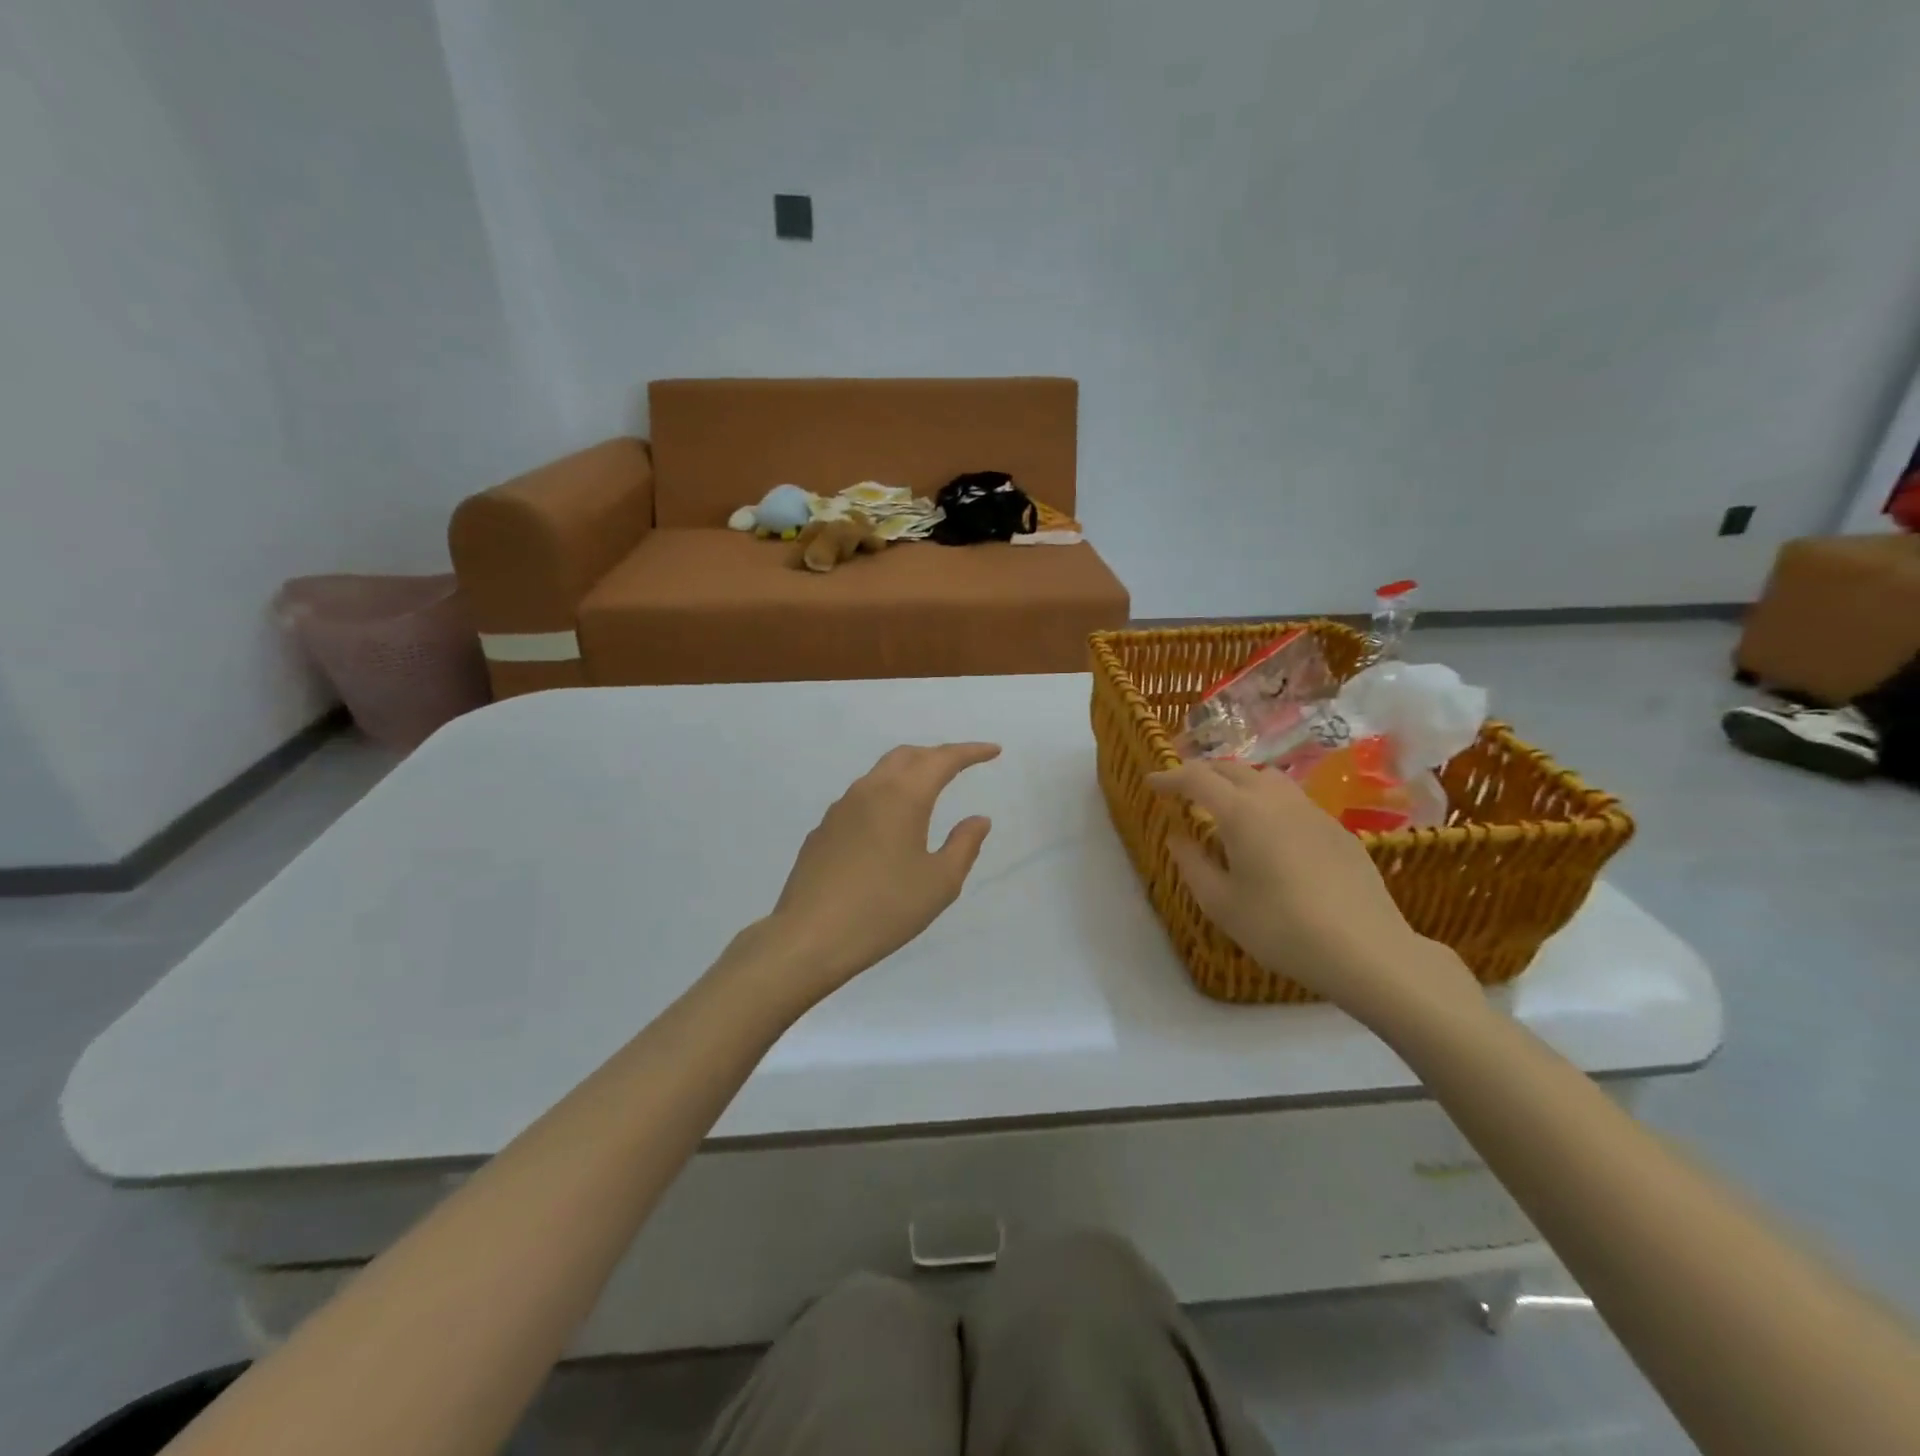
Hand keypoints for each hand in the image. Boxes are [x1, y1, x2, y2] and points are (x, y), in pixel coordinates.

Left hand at [743, 743, 1000, 1006]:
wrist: (809, 937)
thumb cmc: (884, 909)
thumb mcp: (939, 883)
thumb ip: (964, 845)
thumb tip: (978, 819)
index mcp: (903, 796)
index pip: (942, 760)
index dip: (970, 752)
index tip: (993, 750)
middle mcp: (869, 791)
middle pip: (907, 756)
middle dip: (937, 755)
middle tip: (960, 766)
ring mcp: (840, 809)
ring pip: (880, 774)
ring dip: (908, 773)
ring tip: (927, 791)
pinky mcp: (822, 830)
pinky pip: (860, 800)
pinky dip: (884, 798)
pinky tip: (888, 827)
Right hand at [1149, 761, 1476, 1022]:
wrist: (1366, 949)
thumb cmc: (1281, 927)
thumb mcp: (1221, 903)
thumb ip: (1192, 863)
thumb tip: (1177, 837)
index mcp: (1241, 813)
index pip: (1196, 778)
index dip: (1170, 777)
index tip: (1152, 784)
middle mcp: (1276, 800)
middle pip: (1233, 769)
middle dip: (1203, 774)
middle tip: (1183, 790)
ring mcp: (1312, 812)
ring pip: (1267, 779)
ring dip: (1238, 782)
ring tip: (1226, 804)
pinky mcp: (1338, 830)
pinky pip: (1293, 801)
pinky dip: (1268, 802)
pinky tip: (1270, 832)